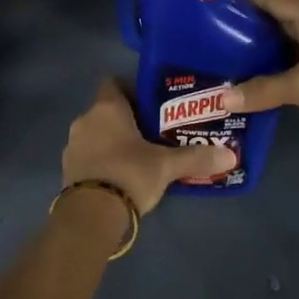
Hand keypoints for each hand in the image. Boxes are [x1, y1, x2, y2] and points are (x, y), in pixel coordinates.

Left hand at [63, 77, 235, 213]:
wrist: (90, 215)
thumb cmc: (129, 174)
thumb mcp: (167, 166)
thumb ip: (197, 158)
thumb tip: (230, 155)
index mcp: (106, 108)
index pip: (113, 82)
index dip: (132, 88)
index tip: (152, 103)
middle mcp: (85, 120)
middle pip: (107, 110)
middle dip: (128, 119)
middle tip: (155, 132)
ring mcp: (72, 146)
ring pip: (97, 134)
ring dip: (114, 141)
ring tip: (141, 156)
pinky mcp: (68, 170)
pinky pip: (89, 156)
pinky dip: (103, 160)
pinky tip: (123, 175)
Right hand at [222, 0, 298, 168]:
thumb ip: (262, 89)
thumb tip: (220, 98)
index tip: (211, 7)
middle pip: (276, 21)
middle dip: (244, 28)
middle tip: (207, 38)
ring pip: (282, 47)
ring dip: (256, 54)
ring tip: (219, 61)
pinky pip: (290, 70)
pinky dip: (269, 75)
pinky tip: (245, 86)